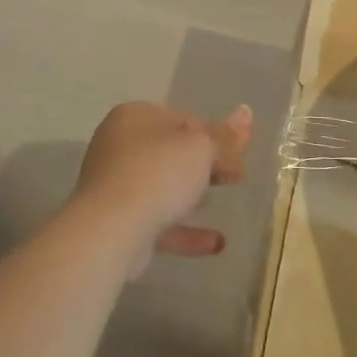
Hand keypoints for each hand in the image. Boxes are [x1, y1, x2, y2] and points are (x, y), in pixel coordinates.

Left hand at [72, 102, 251, 272]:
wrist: (111, 229)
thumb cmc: (158, 173)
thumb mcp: (201, 148)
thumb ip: (225, 137)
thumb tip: (246, 113)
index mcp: (134, 116)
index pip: (182, 120)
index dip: (212, 136)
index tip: (236, 156)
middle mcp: (119, 145)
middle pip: (170, 152)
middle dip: (202, 165)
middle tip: (233, 178)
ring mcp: (115, 186)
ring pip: (161, 187)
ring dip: (189, 195)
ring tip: (217, 203)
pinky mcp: (118, 223)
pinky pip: (157, 222)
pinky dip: (185, 231)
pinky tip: (216, 243)